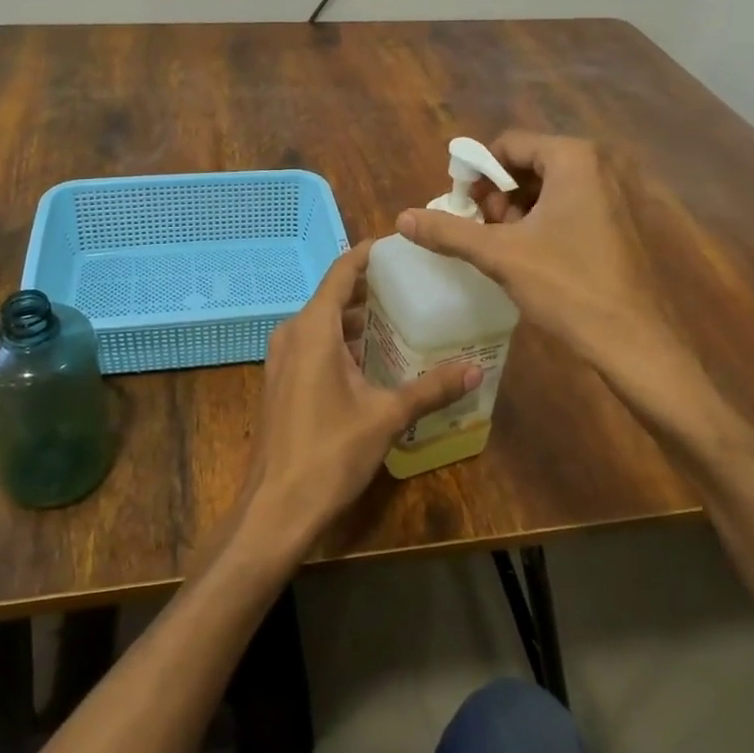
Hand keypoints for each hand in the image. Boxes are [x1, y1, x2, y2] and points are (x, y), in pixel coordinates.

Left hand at [243, 242, 480, 549]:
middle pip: (333, 295)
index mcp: (313, 328)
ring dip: (357, 317)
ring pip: (324, 322)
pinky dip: (343, 340)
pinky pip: (314, 344)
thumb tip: (476, 370)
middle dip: (370, 287)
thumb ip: (430, 388)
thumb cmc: (330, 452)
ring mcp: (283, 357)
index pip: (341, 271)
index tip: (398, 245)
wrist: (276, 507)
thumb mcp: (386, 416)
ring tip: (401, 317)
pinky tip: (374, 356)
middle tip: (413, 284)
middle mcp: (293, 333)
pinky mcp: (282, 380)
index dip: (368, 254)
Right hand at [395, 133, 721, 439]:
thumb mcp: (500, 255)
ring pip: (545, 187)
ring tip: (502, 248)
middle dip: (497, 195)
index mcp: (573, 158)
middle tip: (483, 232)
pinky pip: (566, 205)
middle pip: (526, 163)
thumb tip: (402, 218)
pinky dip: (539, 222)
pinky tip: (528, 256)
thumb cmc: (567, 286)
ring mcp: (612, 193)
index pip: (507, 144)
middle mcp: (597, 165)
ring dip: (515, 211)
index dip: (476, 173)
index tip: (461, 208)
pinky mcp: (616, 220)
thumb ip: (449, 231)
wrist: (632, 341)